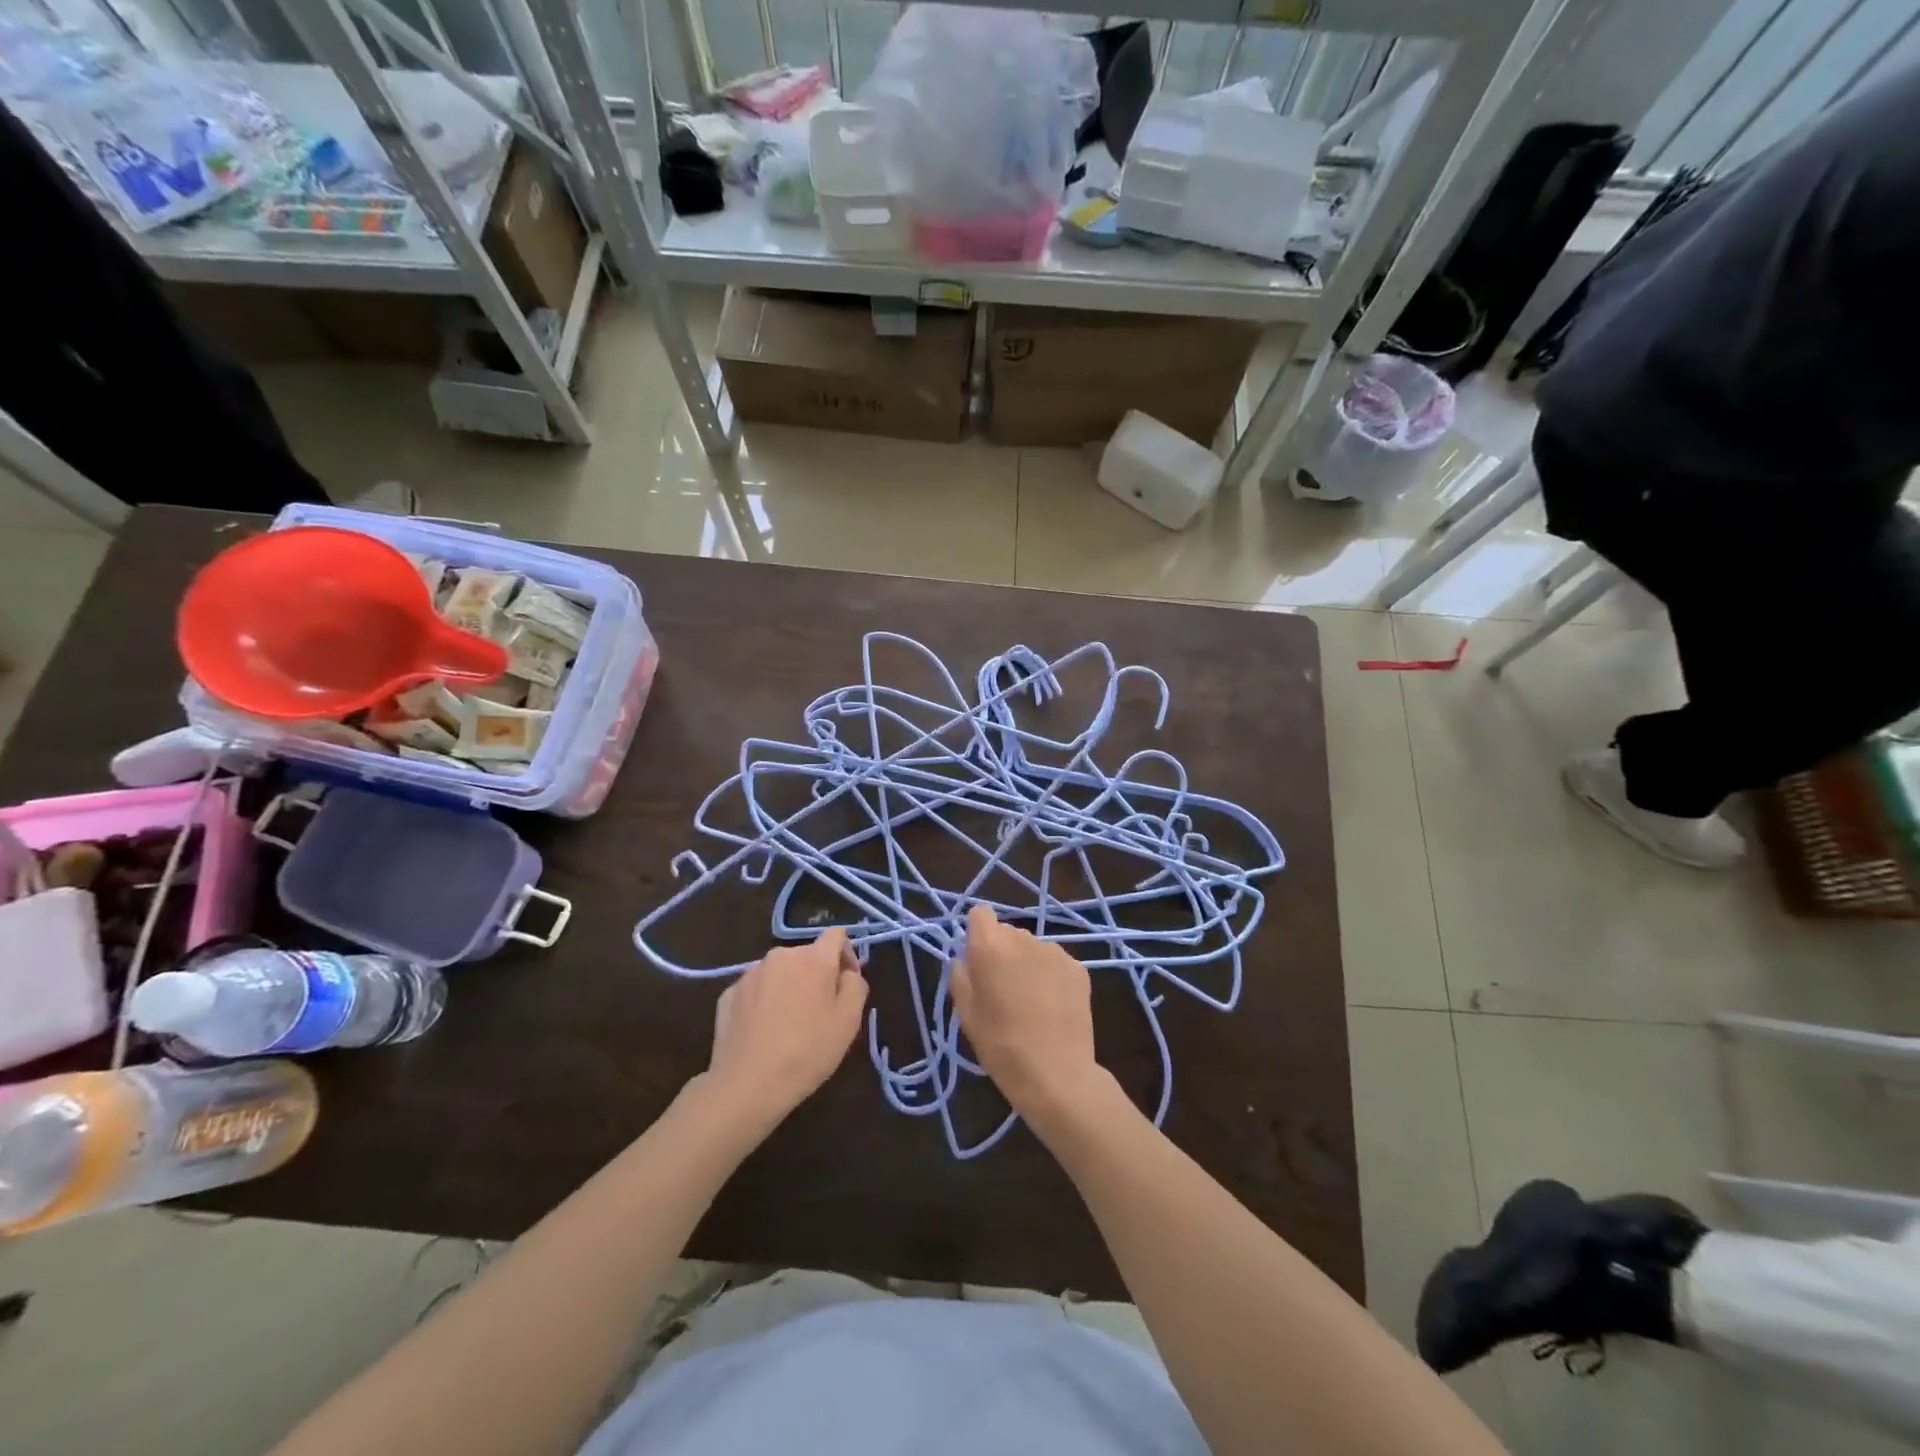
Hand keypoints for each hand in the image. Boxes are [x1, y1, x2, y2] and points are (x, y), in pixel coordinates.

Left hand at [706, 928, 867, 1123]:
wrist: (747, 1085)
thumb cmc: (807, 1052)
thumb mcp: (849, 1022)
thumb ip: (855, 986)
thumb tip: (847, 973)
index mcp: (813, 958)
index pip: (836, 935)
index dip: (846, 954)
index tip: (847, 983)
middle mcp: (780, 956)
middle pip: (807, 955)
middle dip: (817, 975)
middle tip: (820, 1012)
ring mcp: (750, 974)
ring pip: (780, 972)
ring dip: (790, 987)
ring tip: (789, 1024)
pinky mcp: (728, 994)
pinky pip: (756, 990)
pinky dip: (765, 1002)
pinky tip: (764, 1032)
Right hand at [950, 905, 1103, 1118]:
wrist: (1057, 1074)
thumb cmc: (1001, 1046)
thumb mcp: (965, 1014)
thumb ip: (960, 975)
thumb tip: (965, 959)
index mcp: (991, 946)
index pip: (980, 913)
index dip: (977, 933)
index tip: (977, 960)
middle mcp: (1024, 939)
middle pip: (1007, 932)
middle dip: (1002, 952)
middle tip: (1001, 989)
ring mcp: (1055, 952)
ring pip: (1032, 948)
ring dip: (1027, 964)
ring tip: (1030, 1002)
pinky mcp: (1078, 968)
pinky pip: (1055, 963)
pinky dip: (1050, 976)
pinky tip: (1052, 1007)